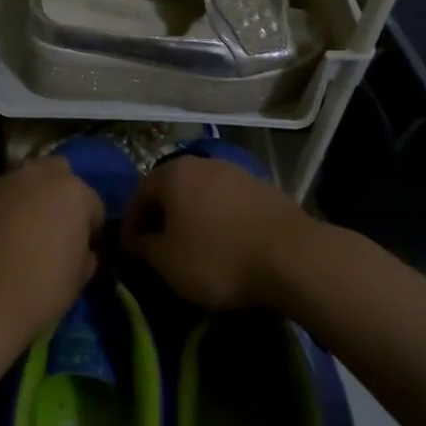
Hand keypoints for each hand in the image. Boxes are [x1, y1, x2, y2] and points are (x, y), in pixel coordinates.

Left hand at [0, 158, 102, 341]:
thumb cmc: (40, 290)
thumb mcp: (79, 279)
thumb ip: (86, 254)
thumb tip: (84, 251)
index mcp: (74, 192)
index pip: (93, 204)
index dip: (90, 228)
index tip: (83, 248)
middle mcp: (39, 175)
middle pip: (57, 174)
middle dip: (58, 194)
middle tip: (52, 227)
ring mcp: (3, 180)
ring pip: (23, 181)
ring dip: (27, 197)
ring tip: (19, 230)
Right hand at [120, 156, 313, 310]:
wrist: (294, 257)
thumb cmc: (218, 258)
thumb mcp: (167, 262)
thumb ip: (141, 247)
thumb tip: (131, 240)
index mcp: (173, 173)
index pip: (138, 194)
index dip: (131, 224)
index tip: (132, 252)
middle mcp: (203, 163)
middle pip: (172, 191)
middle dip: (163, 219)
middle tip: (162, 251)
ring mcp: (237, 173)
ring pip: (202, 196)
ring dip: (194, 219)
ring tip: (196, 250)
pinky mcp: (265, 189)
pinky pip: (230, 204)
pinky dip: (221, 222)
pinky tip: (228, 246)